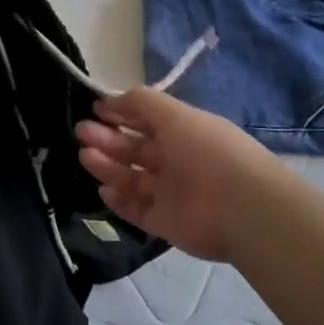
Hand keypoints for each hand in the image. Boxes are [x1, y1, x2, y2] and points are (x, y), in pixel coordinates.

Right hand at [75, 88, 286, 261]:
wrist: (242, 207)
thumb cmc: (207, 151)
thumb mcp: (174, 114)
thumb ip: (141, 103)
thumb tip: (111, 101)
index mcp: (185, 132)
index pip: (148, 120)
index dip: (123, 113)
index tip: (96, 110)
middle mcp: (178, 161)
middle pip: (136, 149)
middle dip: (108, 139)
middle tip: (81, 132)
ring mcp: (172, 193)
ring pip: (132, 178)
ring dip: (108, 166)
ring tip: (85, 157)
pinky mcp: (166, 223)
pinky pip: (137, 210)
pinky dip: (119, 200)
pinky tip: (103, 189)